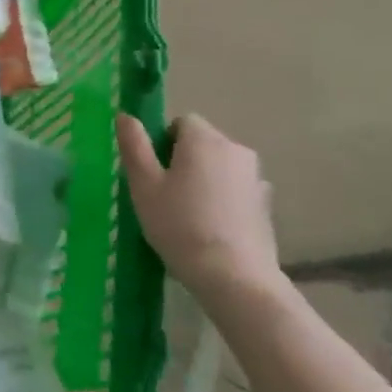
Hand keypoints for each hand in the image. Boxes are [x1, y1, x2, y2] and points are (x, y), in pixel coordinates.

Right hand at [117, 112, 280, 303]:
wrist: (234, 276)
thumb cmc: (180, 225)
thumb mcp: (144, 185)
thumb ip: (134, 145)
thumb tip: (124, 114)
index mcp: (204, 139)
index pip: (181, 122)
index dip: (162, 142)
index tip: (153, 172)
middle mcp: (235, 149)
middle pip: (202, 143)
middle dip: (183, 160)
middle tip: (164, 195)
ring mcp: (256, 177)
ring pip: (220, 167)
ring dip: (204, 180)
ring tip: (188, 215)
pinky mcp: (266, 204)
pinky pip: (236, 190)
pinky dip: (223, 199)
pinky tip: (211, 228)